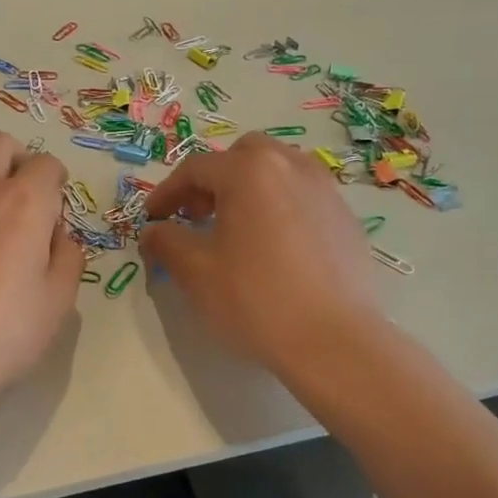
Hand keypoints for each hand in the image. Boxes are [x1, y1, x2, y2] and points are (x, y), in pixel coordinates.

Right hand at [140, 134, 384, 376]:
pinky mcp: (346, 218)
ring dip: (248, 190)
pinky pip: (302, 197)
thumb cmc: (256, 299)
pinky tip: (272, 249)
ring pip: (278, 171)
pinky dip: (278, 208)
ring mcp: (326, 190)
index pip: (196, 169)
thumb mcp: (196, 272)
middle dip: (213, 180)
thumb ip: (166, 242)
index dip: (167, 193)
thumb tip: (152, 231)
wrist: (334, 341)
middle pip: (242, 156)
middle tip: (197, 216)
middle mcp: (292, 167)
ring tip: (235, 229)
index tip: (152, 219)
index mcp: (250, 171)